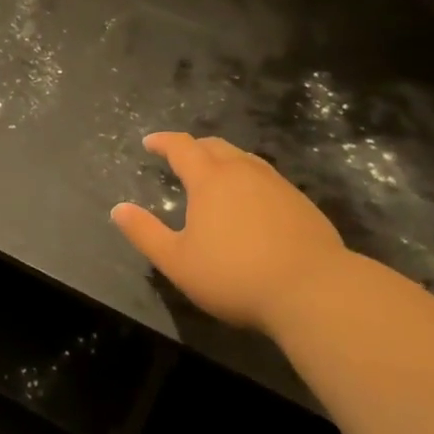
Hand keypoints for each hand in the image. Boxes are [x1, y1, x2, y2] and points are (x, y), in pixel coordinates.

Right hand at [112, 132, 348, 330]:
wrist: (315, 291)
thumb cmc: (236, 276)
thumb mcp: (178, 262)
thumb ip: (145, 233)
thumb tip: (118, 209)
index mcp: (210, 179)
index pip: (181, 147)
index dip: (163, 142)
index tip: (149, 143)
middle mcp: (242, 171)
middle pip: (214, 146)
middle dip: (193, 148)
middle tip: (180, 159)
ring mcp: (276, 184)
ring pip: (243, 158)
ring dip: (223, 160)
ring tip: (215, 176)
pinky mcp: (301, 202)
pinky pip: (266, 177)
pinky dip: (249, 178)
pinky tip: (251, 202)